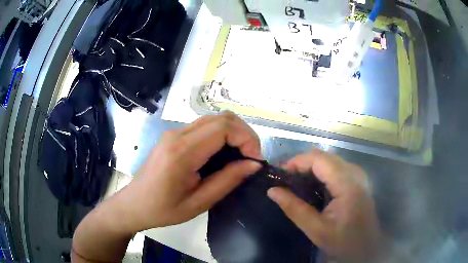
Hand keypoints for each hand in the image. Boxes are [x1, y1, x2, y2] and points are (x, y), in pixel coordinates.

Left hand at [121, 112, 262, 230]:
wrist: (134, 204)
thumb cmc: (163, 210)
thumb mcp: (199, 203)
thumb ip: (227, 180)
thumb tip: (254, 164)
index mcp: (182, 152)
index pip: (224, 127)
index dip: (247, 139)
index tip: (255, 160)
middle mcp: (177, 134)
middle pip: (222, 117)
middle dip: (244, 134)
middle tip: (252, 158)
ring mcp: (174, 132)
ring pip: (214, 119)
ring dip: (234, 133)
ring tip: (241, 156)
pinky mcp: (174, 136)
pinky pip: (204, 127)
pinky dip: (222, 135)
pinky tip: (224, 154)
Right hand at [267, 149, 382, 261]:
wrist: (366, 247)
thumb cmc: (343, 241)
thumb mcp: (316, 229)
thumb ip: (294, 209)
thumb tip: (272, 191)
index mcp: (347, 184)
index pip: (319, 159)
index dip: (298, 161)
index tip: (281, 173)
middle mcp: (354, 173)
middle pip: (325, 156)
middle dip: (303, 163)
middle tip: (286, 179)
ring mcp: (358, 175)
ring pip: (330, 159)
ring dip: (311, 167)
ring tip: (297, 182)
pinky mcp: (358, 180)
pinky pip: (336, 167)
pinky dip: (321, 171)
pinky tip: (314, 185)